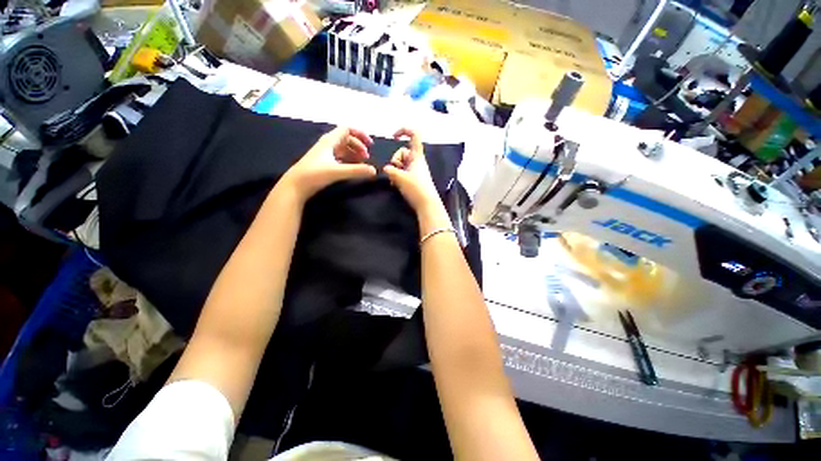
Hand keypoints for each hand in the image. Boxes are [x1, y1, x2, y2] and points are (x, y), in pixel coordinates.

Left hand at [279, 127, 377, 202]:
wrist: (295, 186)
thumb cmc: (314, 174)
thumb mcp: (337, 171)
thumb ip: (356, 170)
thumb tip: (374, 171)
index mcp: (330, 141)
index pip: (347, 129)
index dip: (360, 134)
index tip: (370, 145)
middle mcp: (328, 144)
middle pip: (347, 139)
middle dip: (359, 146)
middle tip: (367, 157)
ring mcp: (325, 153)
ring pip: (343, 148)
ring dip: (354, 153)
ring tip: (362, 163)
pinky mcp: (323, 163)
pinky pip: (339, 157)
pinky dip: (348, 160)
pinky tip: (352, 168)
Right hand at [383, 128, 440, 213]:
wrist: (427, 205)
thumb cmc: (416, 189)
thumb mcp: (400, 178)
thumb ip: (390, 170)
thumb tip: (386, 169)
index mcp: (417, 156)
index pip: (414, 135)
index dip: (404, 130)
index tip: (393, 136)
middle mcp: (417, 161)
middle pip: (402, 153)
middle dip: (395, 161)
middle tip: (396, 173)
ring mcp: (416, 170)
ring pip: (401, 164)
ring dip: (395, 171)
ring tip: (396, 182)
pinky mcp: (414, 179)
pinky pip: (403, 173)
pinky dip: (398, 177)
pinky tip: (397, 185)